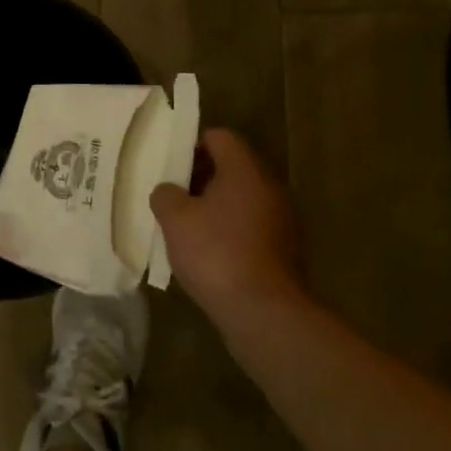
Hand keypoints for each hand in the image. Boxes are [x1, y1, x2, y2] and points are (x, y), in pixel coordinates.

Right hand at [150, 129, 306, 333]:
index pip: (220, 137)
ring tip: (188, 228)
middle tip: (174, 197)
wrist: (265, 313)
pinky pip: (251, 226)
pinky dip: (230, 231)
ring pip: (242, 198)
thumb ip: (166, 195)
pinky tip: (210, 254)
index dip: (192, 145)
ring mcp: (282, 219)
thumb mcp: (175, 220)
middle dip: (201, 178)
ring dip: (215, 206)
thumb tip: (169, 191)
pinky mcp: (285, 249)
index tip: (172, 167)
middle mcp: (269, 187)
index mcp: (245, 170)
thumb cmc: (216, 253)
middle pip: (232, 167)